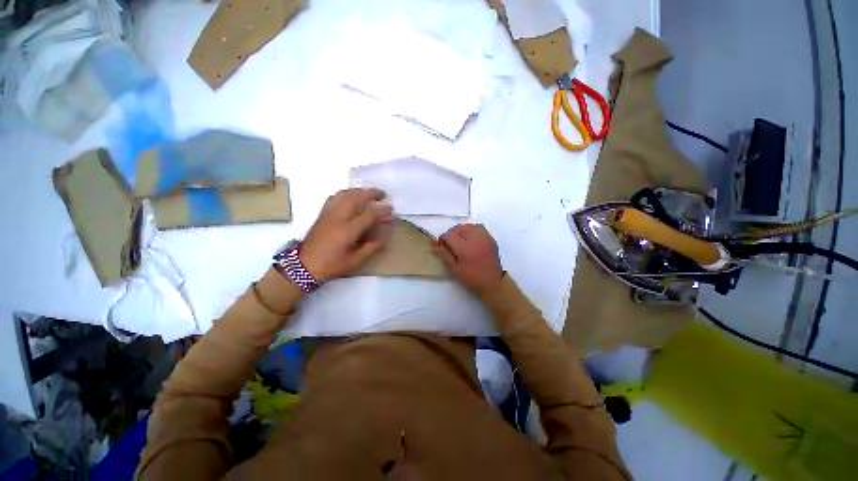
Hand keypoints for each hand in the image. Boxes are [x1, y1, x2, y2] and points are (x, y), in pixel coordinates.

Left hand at [300, 188, 393, 281]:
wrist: (304, 266)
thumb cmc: (331, 265)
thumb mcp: (354, 261)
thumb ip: (371, 248)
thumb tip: (384, 239)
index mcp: (347, 231)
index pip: (368, 214)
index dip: (382, 210)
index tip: (391, 209)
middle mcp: (338, 218)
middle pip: (355, 198)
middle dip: (371, 193)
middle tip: (382, 194)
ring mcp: (328, 214)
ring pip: (344, 195)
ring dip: (358, 191)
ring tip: (368, 193)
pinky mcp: (322, 214)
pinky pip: (334, 197)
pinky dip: (345, 194)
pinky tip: (350, 197)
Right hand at [432, 223, 503, 294]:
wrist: (492, 282)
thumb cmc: (471, 277)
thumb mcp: (455, 269)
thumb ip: (444, 255)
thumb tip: (433, 246)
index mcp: (465, 248)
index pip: (449, 235)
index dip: (443, 239)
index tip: (441, 245)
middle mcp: (475, 239)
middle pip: (458, 228)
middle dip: (452, 234)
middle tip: (450, 245)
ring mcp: (484, 237)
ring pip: (469, 226)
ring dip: (462, 231)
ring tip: (460, 240)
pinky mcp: (490, 238)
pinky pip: (478, 228)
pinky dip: (472, 230)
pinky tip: (471, 240)